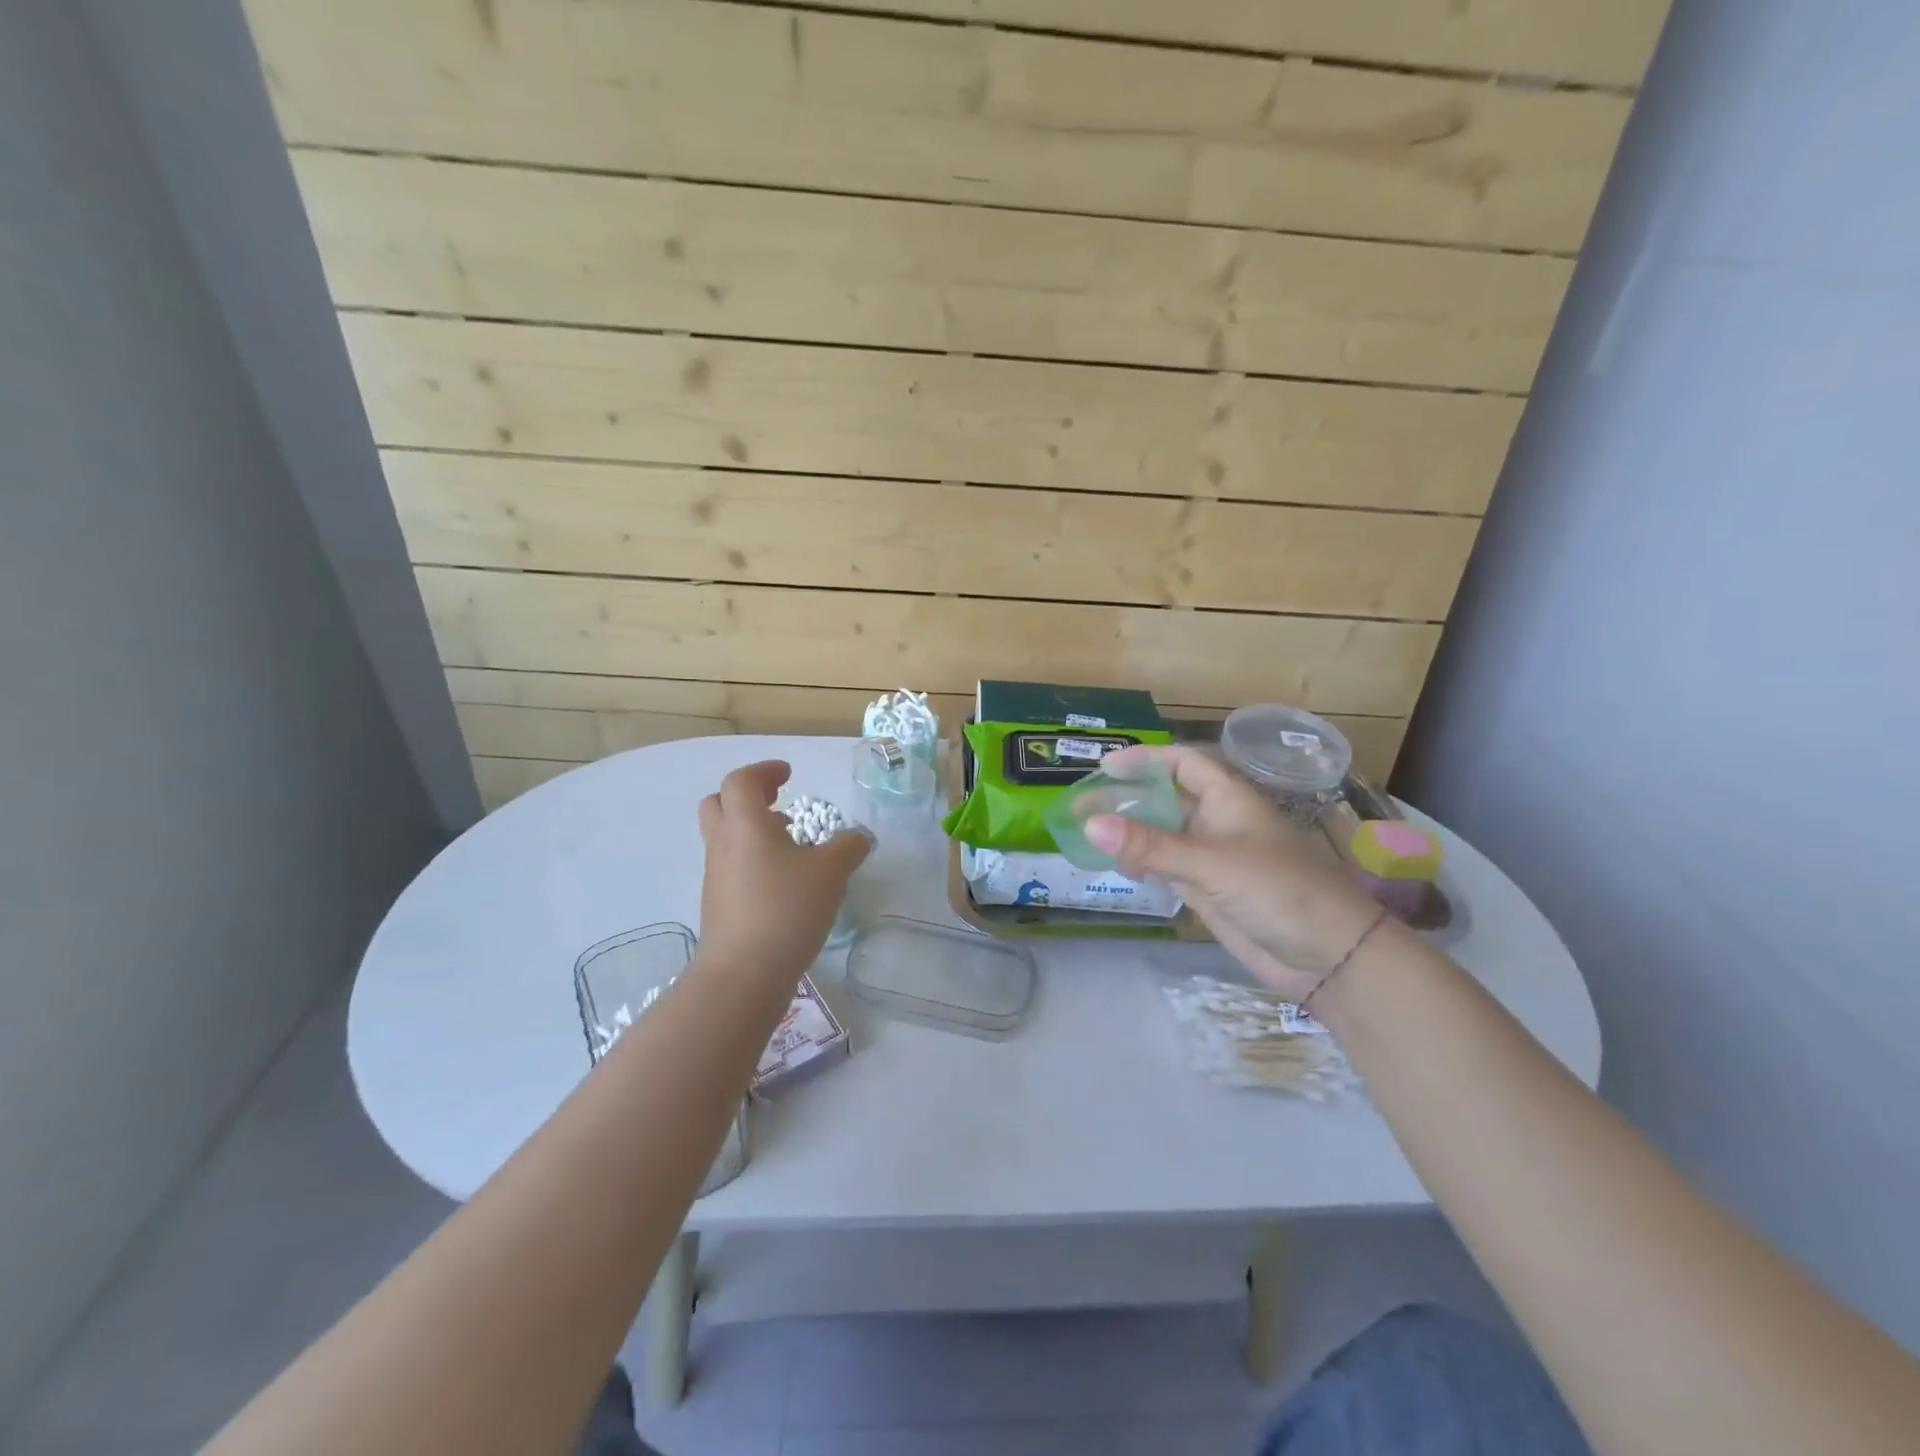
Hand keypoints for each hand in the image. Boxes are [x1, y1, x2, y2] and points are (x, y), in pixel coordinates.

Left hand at [697, 761, 871, 982]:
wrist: (743, 974)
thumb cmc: (786, 909)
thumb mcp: (831, 872)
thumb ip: (848, 847)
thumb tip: (859, 836)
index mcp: (745, 824)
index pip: (741, 781)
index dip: (764, 771)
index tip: (789, 774)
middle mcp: (723, 844)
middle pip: (719, 803)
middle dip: (747, 796)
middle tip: (778, 802)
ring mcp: (716, 876)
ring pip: (725, 837)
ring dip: (752, 830)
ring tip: (790, 843)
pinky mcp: (718, 905)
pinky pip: (731, 866)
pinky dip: (753, 860)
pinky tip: (784, 881)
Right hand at [1087, 745, 1383, 1000]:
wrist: (1328, 956)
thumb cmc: (1279, 891)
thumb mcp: (1212, 863)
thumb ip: (1151, 845)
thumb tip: (1090, 824)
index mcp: (1228, 798)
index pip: (1181, 763)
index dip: (1146, 760)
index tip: (1105, 768)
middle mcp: (1217, 822)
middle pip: (1165, 799)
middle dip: (1126, 799)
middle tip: (1081, 806)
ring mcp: (1212, 858)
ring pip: (1162, 835)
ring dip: (1129, 833)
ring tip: (1086, 836)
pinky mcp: (1208, 891)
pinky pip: (1165, 868)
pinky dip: (1141, 864)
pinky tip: (1116, 867)